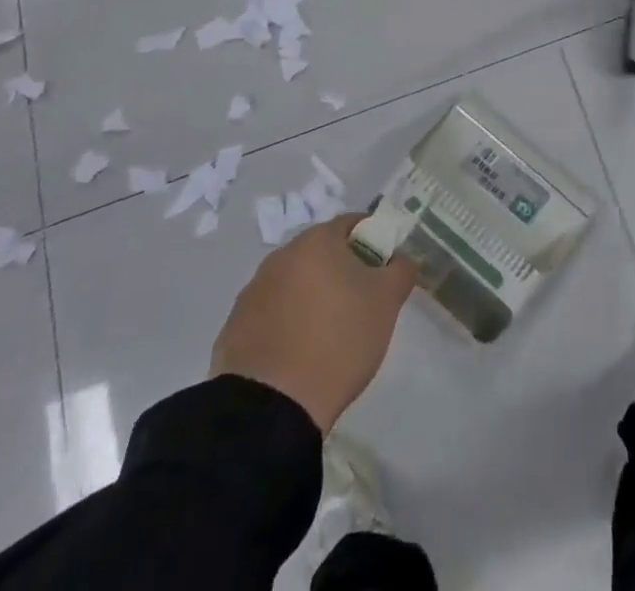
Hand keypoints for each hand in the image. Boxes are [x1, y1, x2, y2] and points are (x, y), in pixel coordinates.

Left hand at [210, 216, 417, 432]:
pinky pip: (271, 317)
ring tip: (327, 337)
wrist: (270, 410)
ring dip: (312, 299)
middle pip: (321, 254)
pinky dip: (286, 326)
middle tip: (361, 305)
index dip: (374, 242)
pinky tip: (298, 357)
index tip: (383, 272)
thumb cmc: (338, 340)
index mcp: (316, 241)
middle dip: (342, 272)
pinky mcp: (233, 331)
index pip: (353, 224)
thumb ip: (400, 269)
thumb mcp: (387, 302)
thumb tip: (399, 259)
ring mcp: (251, 294)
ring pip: (294, 285)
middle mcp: (280, 257)